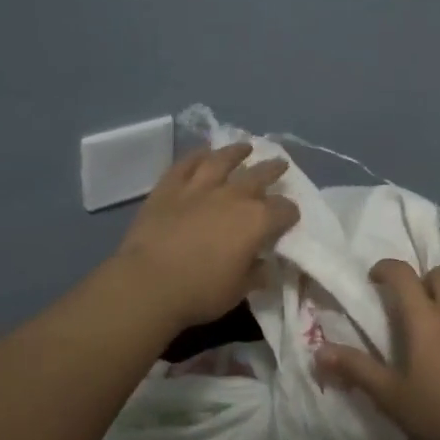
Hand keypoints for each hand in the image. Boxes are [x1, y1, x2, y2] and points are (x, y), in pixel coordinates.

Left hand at [112, 142, 300, 333]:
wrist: (149, 283)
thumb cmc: (200, 292)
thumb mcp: (239, 290)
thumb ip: (255, 274)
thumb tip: (264, 265)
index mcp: (257, 221)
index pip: (284, 210)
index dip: (290, 213)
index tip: (290, 217)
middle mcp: (233, 196)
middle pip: (260, 175)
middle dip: (273, 170)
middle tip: (280, 165)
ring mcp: (199, 187)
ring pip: (222, 160)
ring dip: (236, 152)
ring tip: (245, 147)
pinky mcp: (169, 187)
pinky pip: (186, 164)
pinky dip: (197, 156)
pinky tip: (204, 152)